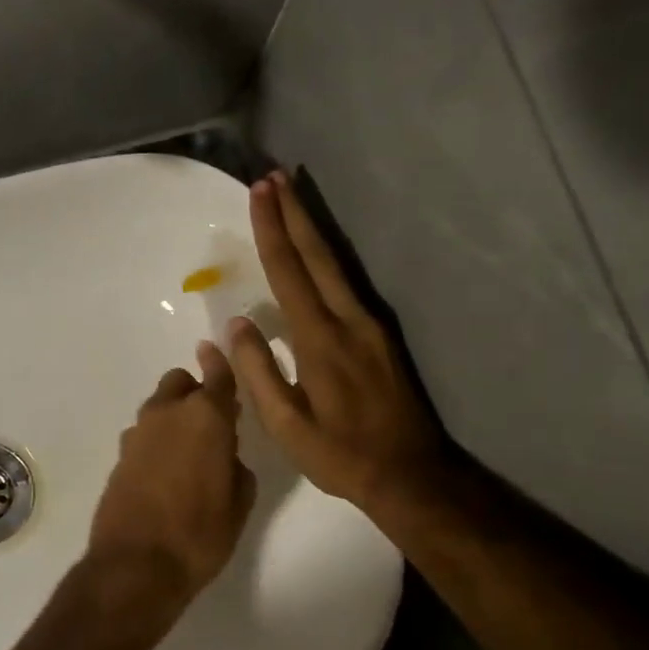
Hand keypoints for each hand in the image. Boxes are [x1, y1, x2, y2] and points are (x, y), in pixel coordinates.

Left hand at [89, 344, 257, 601]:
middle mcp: (167, 415)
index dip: (220, 362)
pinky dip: (157, 441)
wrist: (135, 566)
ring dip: (174, 418)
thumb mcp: (239, 503)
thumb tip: (227, 455)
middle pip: (180, 384)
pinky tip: (166, 473)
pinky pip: (144, 435)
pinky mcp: (119, 456)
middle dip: (195, 393)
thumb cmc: (199, 534)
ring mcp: (137, 434)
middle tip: (212, 424)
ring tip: (189, 454)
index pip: (217, 376)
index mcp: (204, 417)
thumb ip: (237, 466)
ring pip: (159, 408)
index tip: (218, 349)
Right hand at [229, 171, 449, 518]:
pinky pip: (347, 281)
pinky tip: (317, 248)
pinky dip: (327, 254)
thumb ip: (258, 371)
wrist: (411, 473)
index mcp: (320, 340)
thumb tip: (237, 324)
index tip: (258, 193)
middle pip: (317, 254)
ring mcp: (370, 324)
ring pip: (336, 263)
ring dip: (312, 226)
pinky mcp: (380, 334)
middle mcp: (348, 320)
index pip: (289, 272)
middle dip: (294, 212)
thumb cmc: (340, 453)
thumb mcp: (286, 425)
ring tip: (292, 197)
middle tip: (273, 176)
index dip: (272, 230)